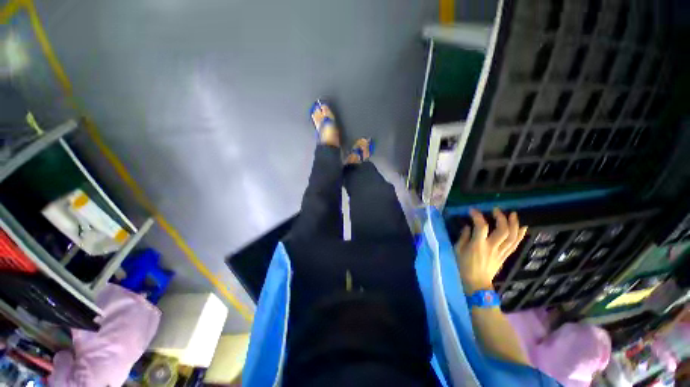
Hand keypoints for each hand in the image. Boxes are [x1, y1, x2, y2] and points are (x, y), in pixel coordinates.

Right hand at [455, 208, 526, 293]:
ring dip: (514, 224)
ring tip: (513, 214)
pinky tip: (522, 227)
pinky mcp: (505, 256)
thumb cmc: (463, 266)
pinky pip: (515, 244)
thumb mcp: (457, 250)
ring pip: (512, 237)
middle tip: (496, 210)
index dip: (478, 216)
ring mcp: (500, 252)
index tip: (472, 210)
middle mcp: (492, 247)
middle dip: (501, 218)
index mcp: (478, 245)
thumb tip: (468, 226)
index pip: (481, 226)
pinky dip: (520, 235)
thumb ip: (463, 237)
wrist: (476, 284)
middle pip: (502, 230)